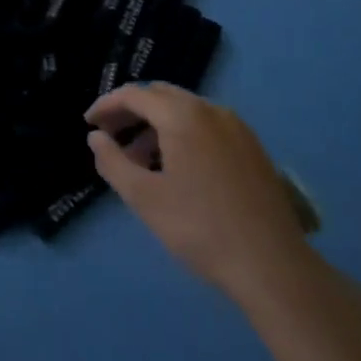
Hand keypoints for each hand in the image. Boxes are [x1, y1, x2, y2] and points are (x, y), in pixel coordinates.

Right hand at [87, 83, 319, 319]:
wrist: (272, 265)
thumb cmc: (199, 228)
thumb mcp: (143, 197)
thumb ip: (112, 161)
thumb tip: (96, 137)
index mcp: (183, 116)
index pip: (134, 95)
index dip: (106, 106)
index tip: (88, 124)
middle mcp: (211, 110)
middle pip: (161, 96)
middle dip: (131, 112)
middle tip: (110, 137)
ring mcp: (237, 127)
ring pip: (186, 111)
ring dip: (157, 125)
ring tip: (140, 160)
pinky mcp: (252, 148)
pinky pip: (207, 126)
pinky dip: (183, 134)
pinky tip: (176, 168)